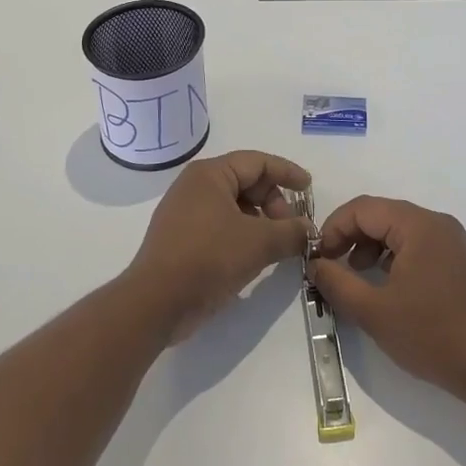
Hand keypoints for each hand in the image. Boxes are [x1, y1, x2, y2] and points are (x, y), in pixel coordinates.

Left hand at [124, 150, 312, 341]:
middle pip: (246, 182)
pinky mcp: (181, 238)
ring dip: (260, 222)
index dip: (287, 172)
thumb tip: (309, 230)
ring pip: (234, 206)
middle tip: (291, 229)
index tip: (309, 188)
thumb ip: (291, 232)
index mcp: (210, 174)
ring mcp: (185, 212)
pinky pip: (220, 225)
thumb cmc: (208, 258)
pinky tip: (253, 257)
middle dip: (274, 203)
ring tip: (275, 246)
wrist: (155, 303)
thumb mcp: (259, 243)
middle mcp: (195, 186)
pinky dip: (242, 234)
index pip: (258, 162)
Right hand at [308, 196, 465, 404]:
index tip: (316, 257)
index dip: (334, 227)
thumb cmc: (432, 336)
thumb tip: (315, 264)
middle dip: (351, 236)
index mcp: (418, 225)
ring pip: (399, 229)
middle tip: (330, 266)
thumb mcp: (374, 312)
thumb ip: (337, 283)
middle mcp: (437, 223)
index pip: (364, 208)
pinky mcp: (459, 260)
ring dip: (371, 246)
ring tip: (355, 276)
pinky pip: (417, 244)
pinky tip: (385, 284)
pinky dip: (394, 256)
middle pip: (382, 214)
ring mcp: (452, 240)